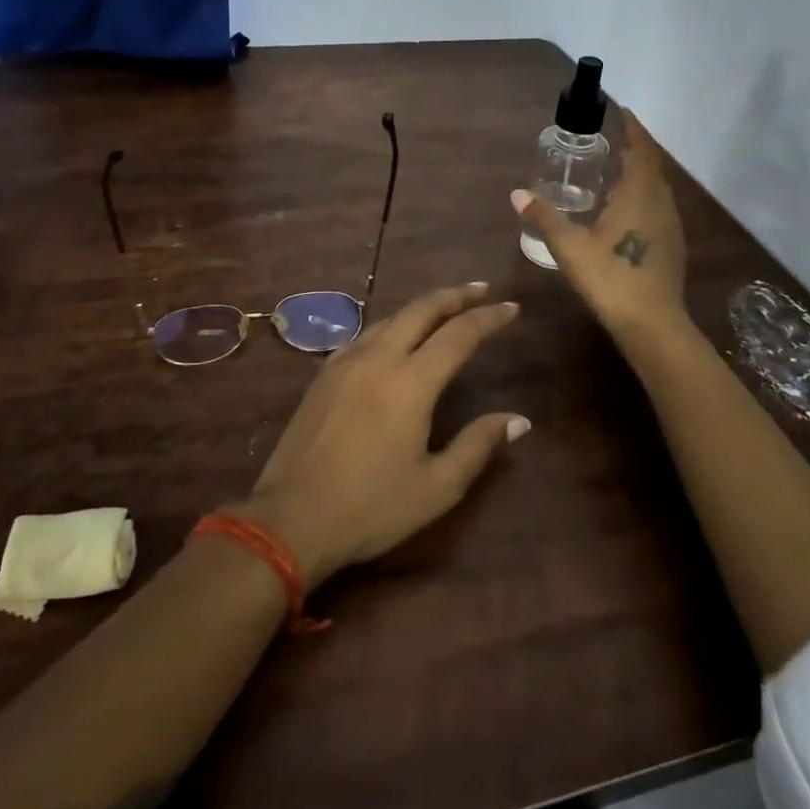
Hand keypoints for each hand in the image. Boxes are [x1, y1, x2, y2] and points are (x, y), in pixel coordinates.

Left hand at [235, 284, 528, 589]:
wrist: (291, 518)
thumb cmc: (371, 507)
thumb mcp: (437, 487)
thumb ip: (478, 445)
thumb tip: (518, 420)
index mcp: (410, 383)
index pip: (458, 334)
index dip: (488, 318)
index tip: (512, 307)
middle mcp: (378, 359)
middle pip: (421, 310)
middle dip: (454, 296)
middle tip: (481, 290)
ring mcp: (345, 362)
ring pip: (390, 318)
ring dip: (422, 307)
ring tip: (444, 308)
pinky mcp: (324, 374)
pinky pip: (365, 335)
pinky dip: (391, 326)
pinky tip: (396, 337)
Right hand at [512, 109, 687, 338]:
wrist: (653, 324)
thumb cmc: (611, 278)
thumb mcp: (570, 247)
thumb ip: (545, 218)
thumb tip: (517, 194)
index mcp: (640, 195)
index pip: (640, 149)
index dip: (631, 127)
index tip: (619, 109)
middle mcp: (660, 203)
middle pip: (651, 165)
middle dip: (634, 147)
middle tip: (610, 137)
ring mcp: (670, 225)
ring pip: (656, 187)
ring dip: (639, 171)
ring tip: (614, 167)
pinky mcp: (671, 245)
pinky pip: (657, 205)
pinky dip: (642, 194)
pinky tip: (623, 208)